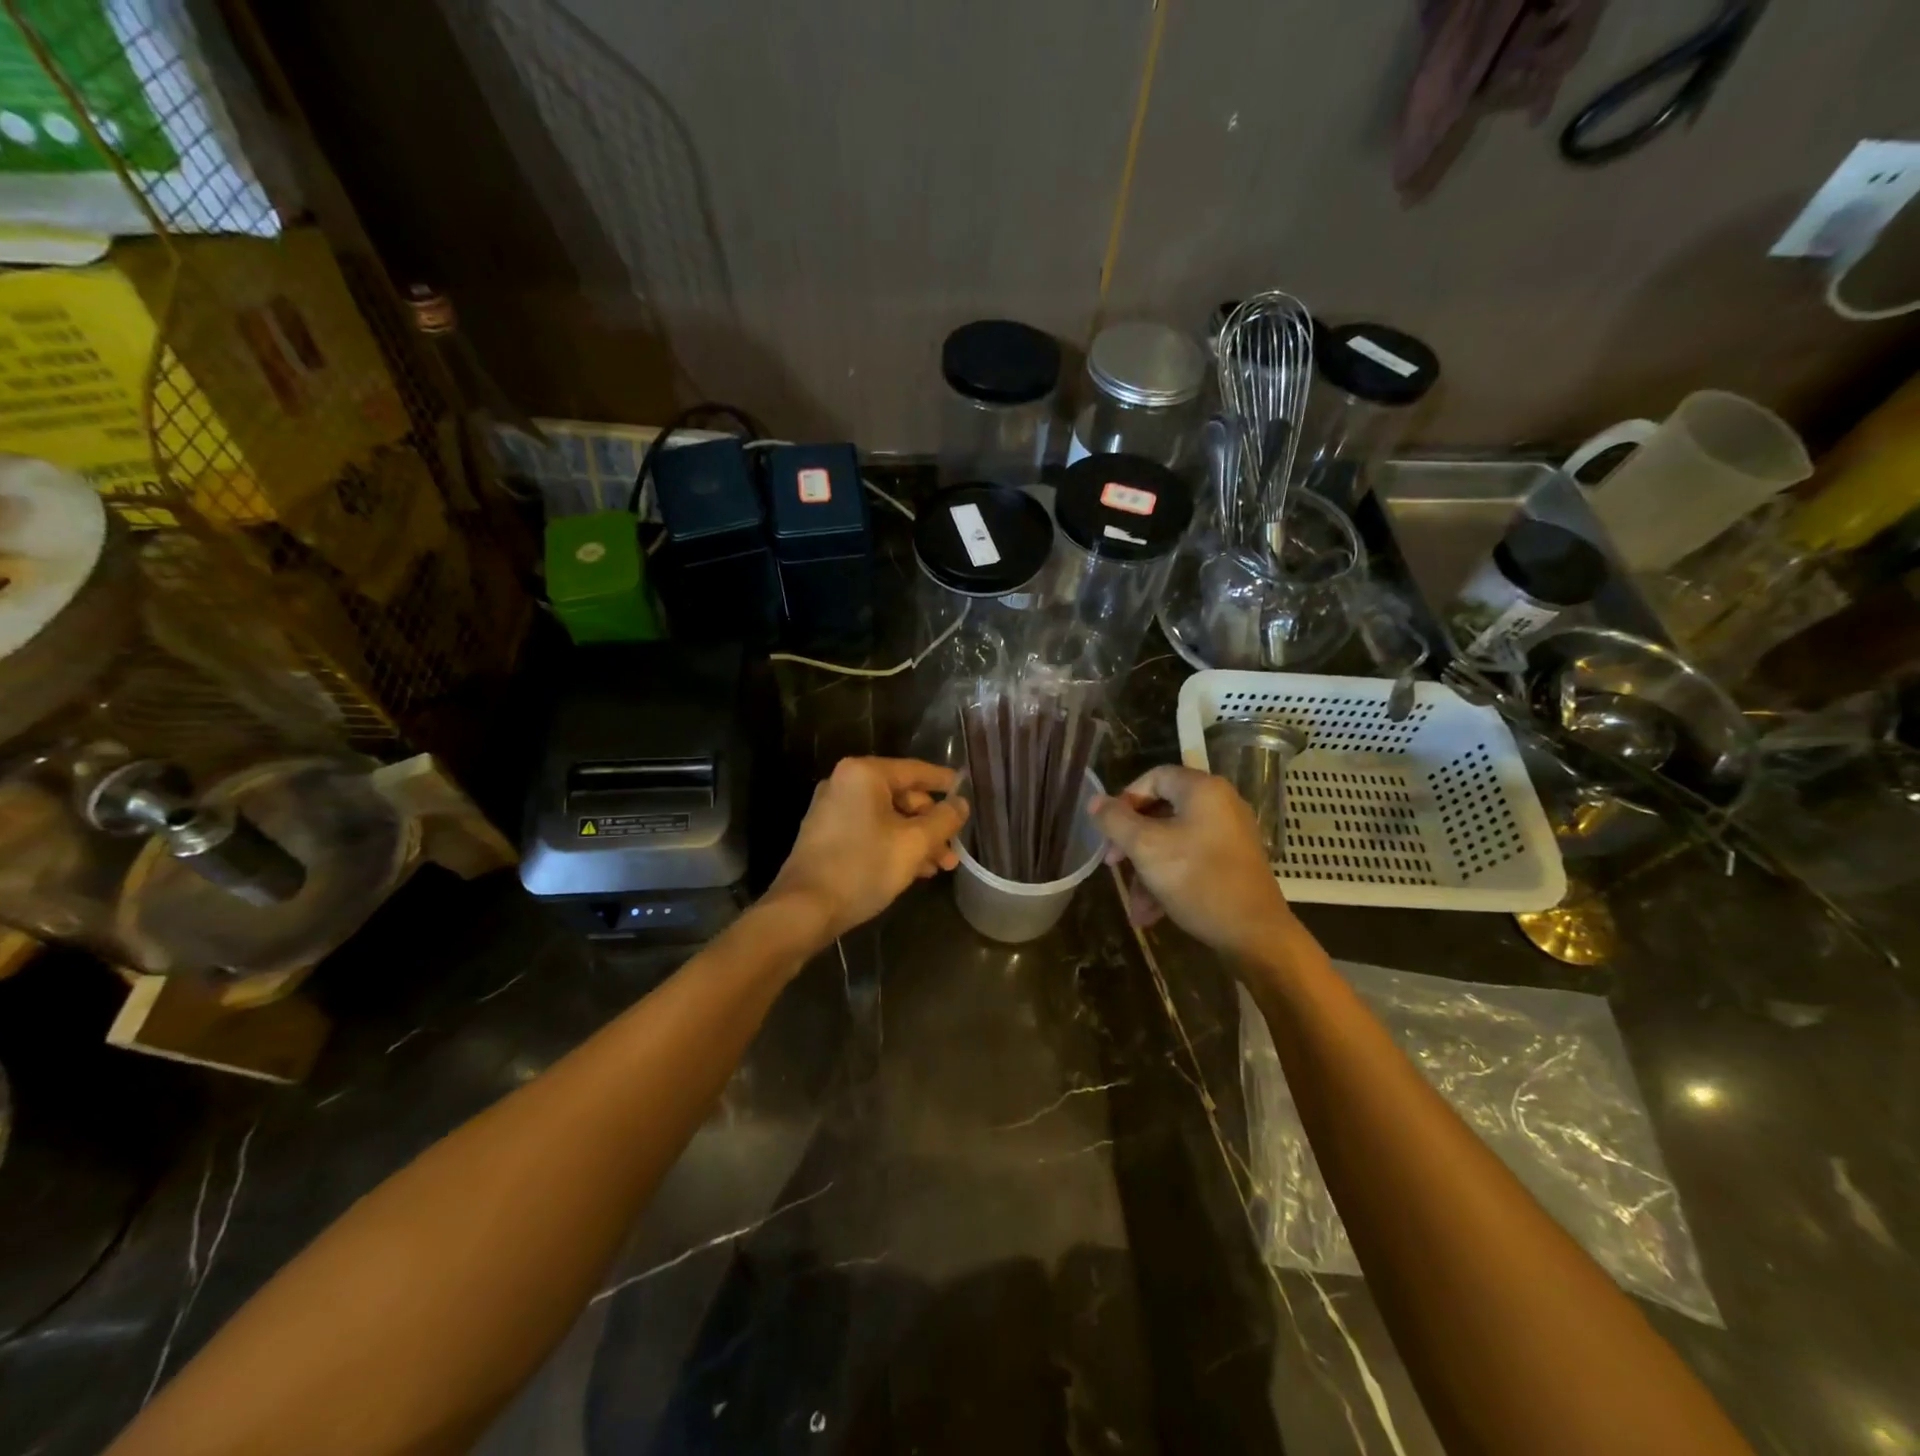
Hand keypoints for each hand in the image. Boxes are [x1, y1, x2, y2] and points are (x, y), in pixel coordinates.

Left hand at [766, 757, 970, 941]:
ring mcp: (832, 809)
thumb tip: (961, 803)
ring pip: (887, 818)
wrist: (804, 909)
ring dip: (916, 839)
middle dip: (931, 823)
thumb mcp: (914, 844)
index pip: (916, 771)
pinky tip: (914, 870)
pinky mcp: (826, 835)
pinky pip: (870, 830)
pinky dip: (893, 845)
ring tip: (941, 866)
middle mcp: (844, 783)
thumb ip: (944, 820)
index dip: (946, 783)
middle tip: (954, 848)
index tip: (967, 793)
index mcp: (864, 774)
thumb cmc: (863, 867)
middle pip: (902, 796)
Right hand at [1090, 765, 1296, 965]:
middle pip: (1161, 811)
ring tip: (1135, 906)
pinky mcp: (1232, 862)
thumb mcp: (1146, 848)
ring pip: (1173, 841)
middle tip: (1113, 864)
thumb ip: (1116, 821)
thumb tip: (1095, 801)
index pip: (1154, 777)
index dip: (1125, 799)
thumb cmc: (1197, 880)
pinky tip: (1152, 913)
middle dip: (1132, 843)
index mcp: (1202, 790)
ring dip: (1147, 871)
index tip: (1109, 829)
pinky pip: (1191, 860)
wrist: (1254, 934)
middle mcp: (1220, 805)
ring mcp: (1229, 835)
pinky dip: (1169, 880)